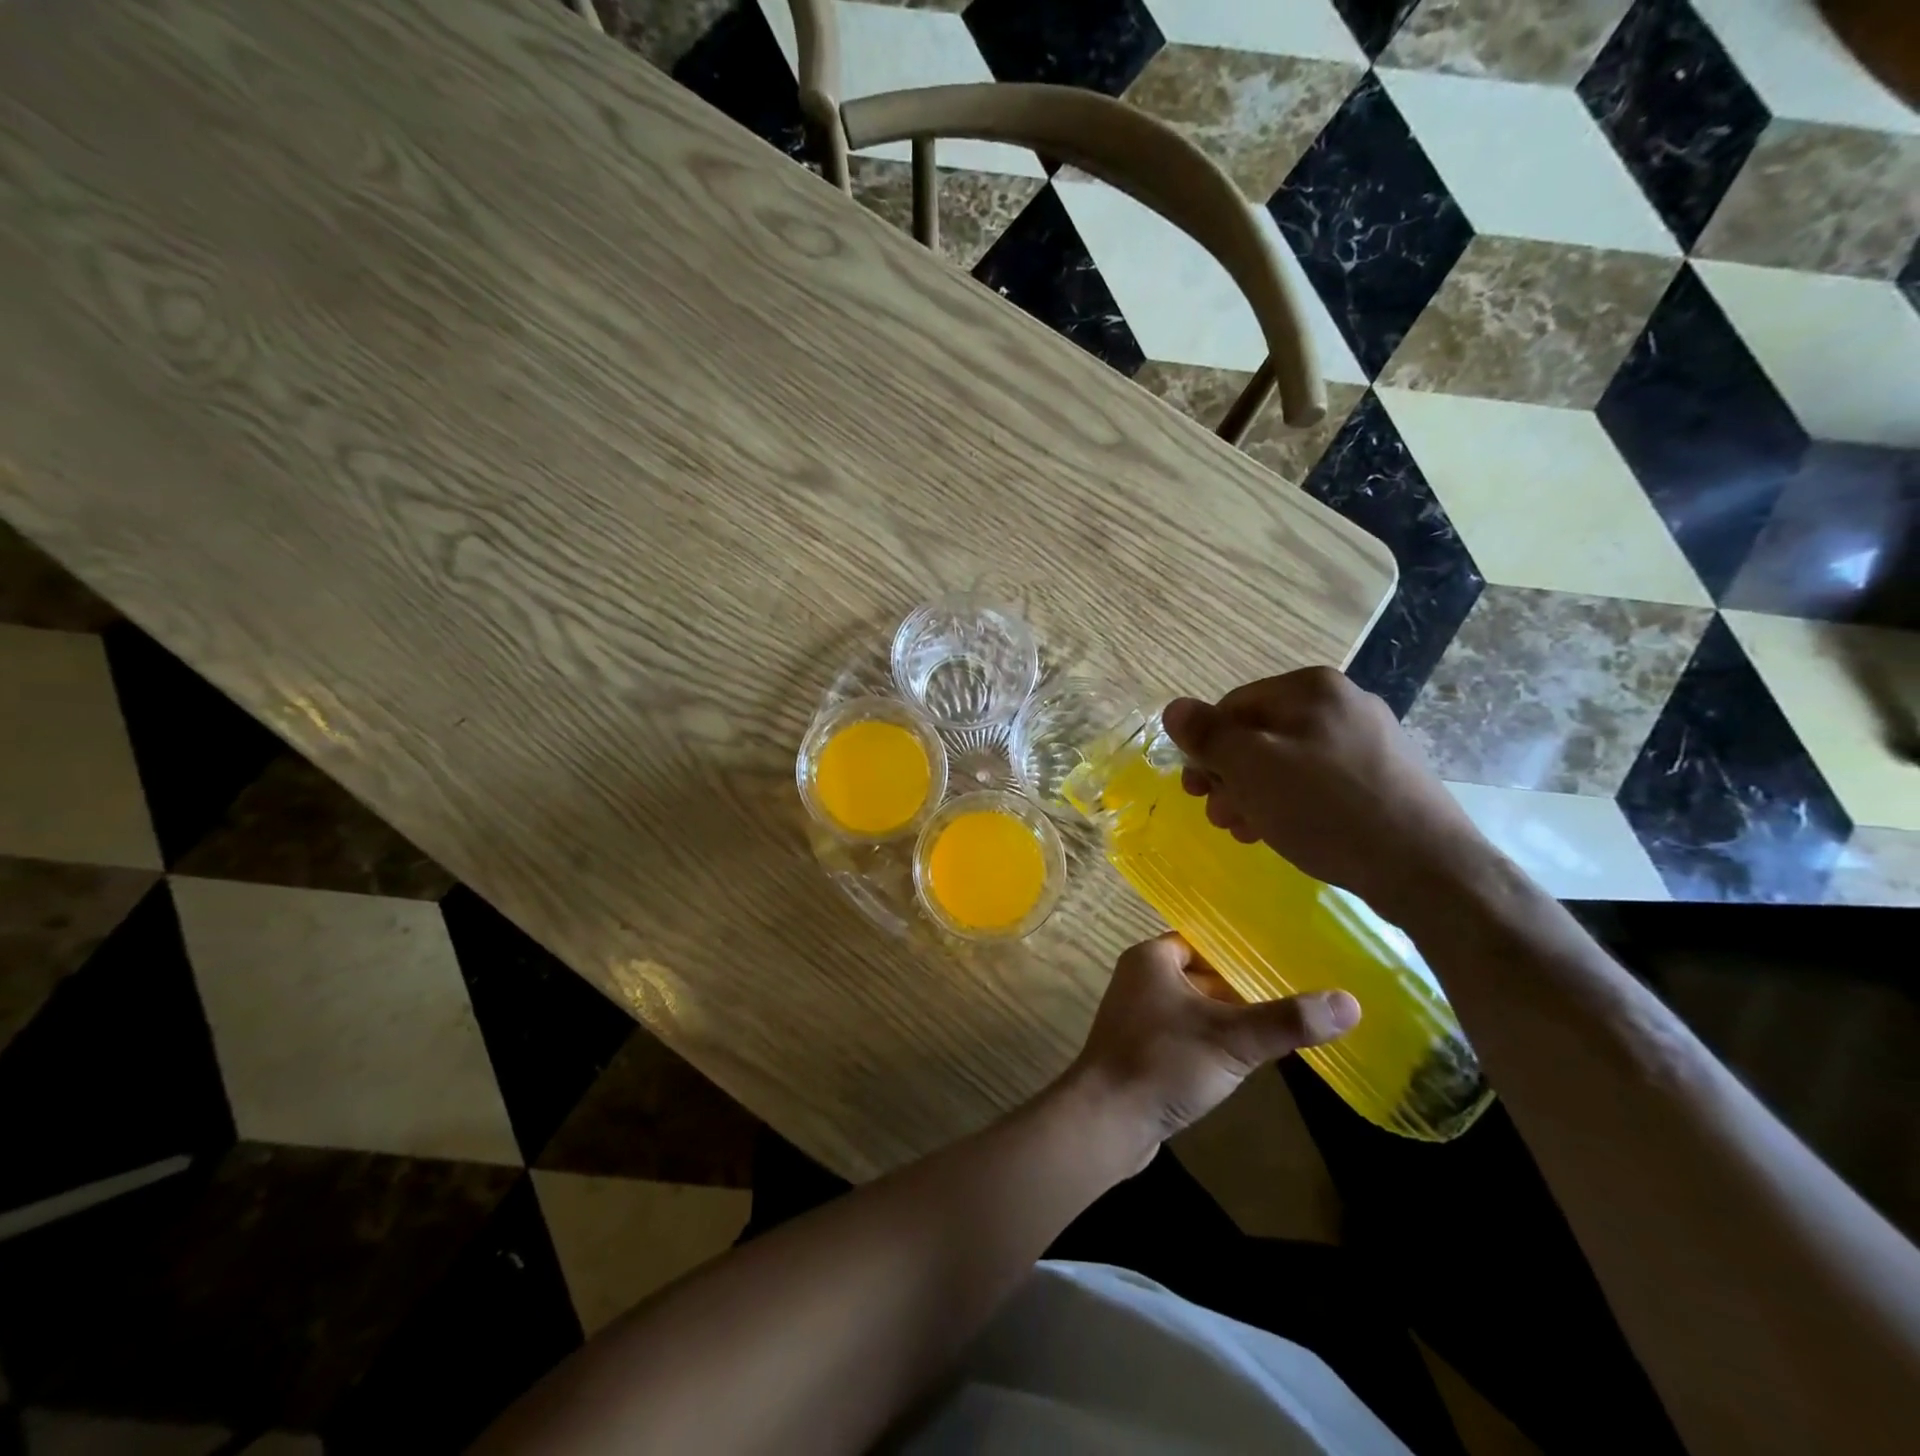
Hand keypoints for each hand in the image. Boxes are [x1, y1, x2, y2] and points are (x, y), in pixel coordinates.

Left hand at [1065, 934, 1358, 1170]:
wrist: (1106, 1121)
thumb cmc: (1163, 1063)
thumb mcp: (1232, 1038)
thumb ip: (1287, 1020)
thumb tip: (1350, 1002)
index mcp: (1151, 959)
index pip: (1205, 941)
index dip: (1243, 951)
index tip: (1287, 959)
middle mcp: (1141, 980)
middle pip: (1204, 974)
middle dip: (1244, 987)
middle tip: (1296, 993)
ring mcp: (1140, 1017)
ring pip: (1197, 1008)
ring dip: (1230, 1018)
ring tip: (1282, 1025)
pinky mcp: (1144, 1051)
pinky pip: (1187, 1035)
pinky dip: (1213, 1042)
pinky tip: (1246, 1059)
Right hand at [1161, 667, 1494, 926]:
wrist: (1427, 868)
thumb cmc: (1326, 809)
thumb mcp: (1252, 768)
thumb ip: (1208, 735)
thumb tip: (1174, 709)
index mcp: (1311, 688)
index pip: (1233, 706)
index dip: (1206, 748)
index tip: (1195, 790)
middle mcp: (1342, 703)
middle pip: (1260, 734)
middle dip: (1230, 776)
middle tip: (1218, 816)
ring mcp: (1369, 739)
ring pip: (1288, 761)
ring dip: (1255, 794)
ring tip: (1246, 830)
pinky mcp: (1384, 776)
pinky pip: (1319, 781)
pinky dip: (1291, 803)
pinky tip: (1283, 832)